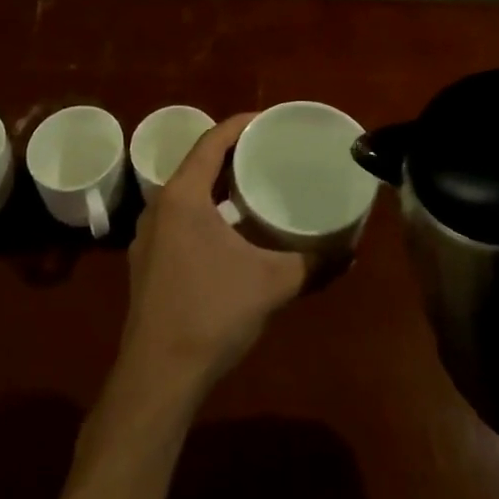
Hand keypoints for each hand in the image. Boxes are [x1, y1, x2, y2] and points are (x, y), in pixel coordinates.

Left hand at [118, 113, 308, 395]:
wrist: (158, 377)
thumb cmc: (212, 314)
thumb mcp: (272, 284)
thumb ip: (314, 263)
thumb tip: (351, 252)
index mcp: (183, 196)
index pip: (211, 141)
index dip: (241, 125)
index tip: (270, 120)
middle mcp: (159, 206)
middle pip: (198, 163)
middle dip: (232, 153)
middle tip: (269, 150)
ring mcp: (148, 235)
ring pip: (186, 192)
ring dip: (217, 183)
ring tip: (253, 184)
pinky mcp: (147, 261)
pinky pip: (179, 217)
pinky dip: (205, 210)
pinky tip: (231, 230)